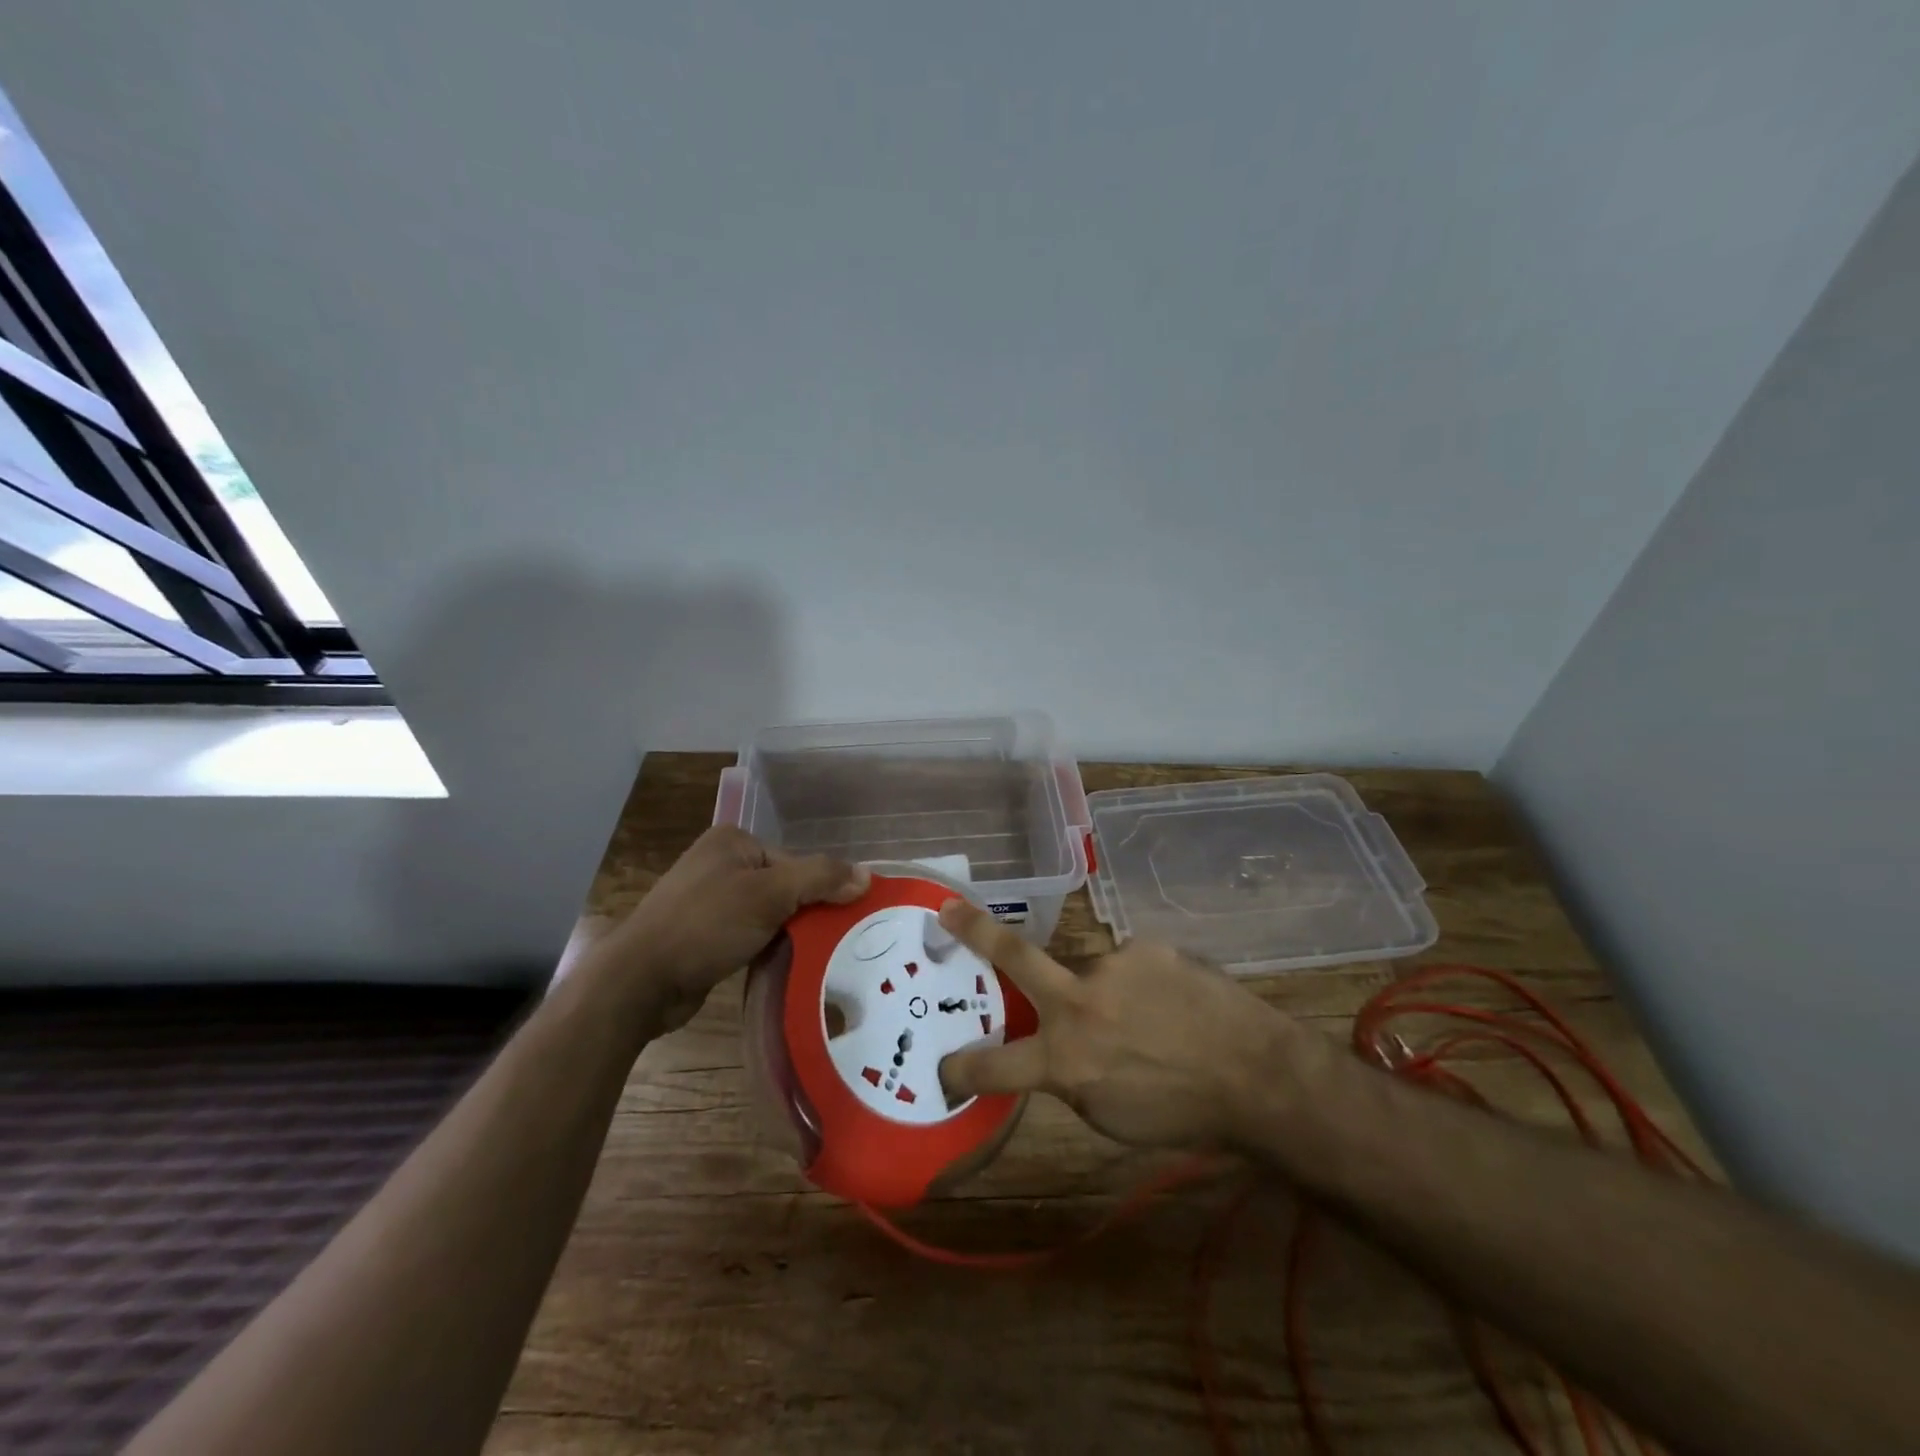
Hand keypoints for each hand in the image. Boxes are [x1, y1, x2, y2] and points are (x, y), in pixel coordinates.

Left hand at [585, 827, 868, 1035]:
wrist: (639, 981)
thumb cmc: (705, 925)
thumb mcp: (769, 895)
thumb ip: (820, 879)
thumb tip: (867, 876)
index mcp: (733, 842)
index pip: (795, 862)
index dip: (820, 890)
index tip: (841, 921)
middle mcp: (720, 864)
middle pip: (784, 886)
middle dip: (805, 913)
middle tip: (834, 941)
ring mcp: (708, 900)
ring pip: (768, 914)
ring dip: (788, 935)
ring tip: (813, 957)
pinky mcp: (703, 934)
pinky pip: (749, 935)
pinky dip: (766, 948)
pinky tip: (780, 967)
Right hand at [935, 899, 1321, 1148]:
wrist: (1257, 1075)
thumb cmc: (1183, 1113)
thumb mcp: (1110, 1116)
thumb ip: (1070, 1076)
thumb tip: (1057, 1050)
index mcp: (1065, 1058)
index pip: (994, 1065)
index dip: (962, 1066)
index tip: (943, 1065)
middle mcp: (1079, 1002)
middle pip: (1014, 957)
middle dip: (974, 931)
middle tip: (948, 909)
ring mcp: (1113, 966)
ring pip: (1088, 972)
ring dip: (1104, 993)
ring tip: (1148, 1019)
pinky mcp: (1147, 948)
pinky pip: (1129, 966)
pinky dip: (1141, 986)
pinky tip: (1174, 1005)